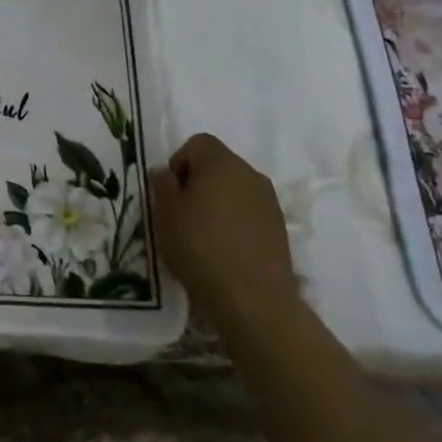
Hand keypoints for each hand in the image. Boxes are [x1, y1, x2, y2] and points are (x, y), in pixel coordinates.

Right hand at [150, 133, 297, 326]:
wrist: (253, 298)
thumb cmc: (200, 247)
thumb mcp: (164, 213)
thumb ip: (161, 185)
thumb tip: (165, 173)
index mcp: (221, 162)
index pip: (197, 143)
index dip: (179, 162)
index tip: (171, 193)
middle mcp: (250, 173)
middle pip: (218, 165)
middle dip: (199, 182)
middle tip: (183, 214)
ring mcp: (269, 201)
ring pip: (235, 189)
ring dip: (219, 203)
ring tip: (204, 235)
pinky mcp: (280, 228)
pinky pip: (250, 213)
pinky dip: (236, 223)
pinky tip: (225, 250)